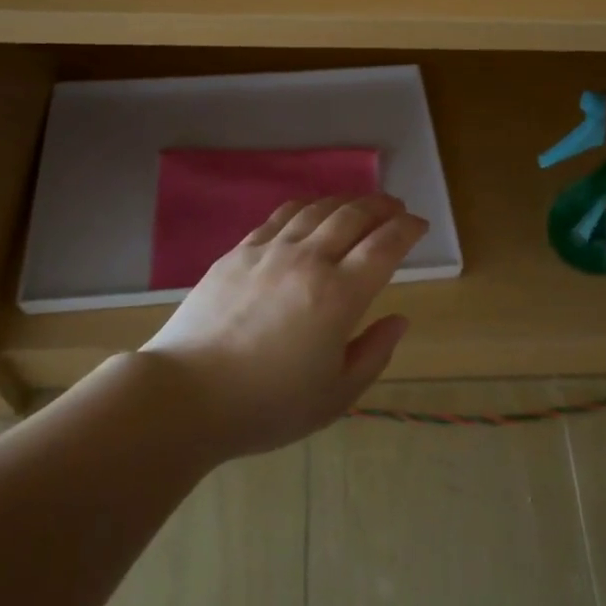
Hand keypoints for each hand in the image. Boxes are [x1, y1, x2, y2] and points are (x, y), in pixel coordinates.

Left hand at [140, 194, 429, 457]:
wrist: (186, 395)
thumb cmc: (267, 405)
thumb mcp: (335, 395)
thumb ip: (374, 353)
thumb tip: (399, 320)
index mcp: (339, 295)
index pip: (385, 246)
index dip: (407, 229)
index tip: (419, 225)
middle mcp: (308, 260)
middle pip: (353, 216)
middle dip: (382, 206)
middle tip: (396, 207)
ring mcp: (269, 251)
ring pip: (317, 209)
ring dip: (346, 200)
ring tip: (361, 203)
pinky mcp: (238, 252)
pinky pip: (280, 216)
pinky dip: (306, 206)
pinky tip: (311, 209)